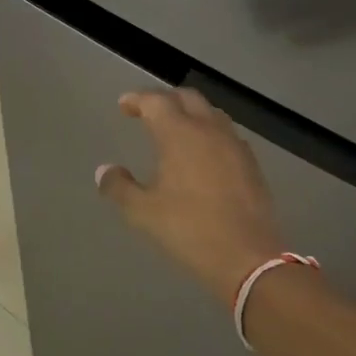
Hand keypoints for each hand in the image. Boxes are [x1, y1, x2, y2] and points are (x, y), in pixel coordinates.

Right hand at [95, 89, 285, 303]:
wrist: (248, 257)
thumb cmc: (189, 230)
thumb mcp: (143, 213)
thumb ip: (119, 187)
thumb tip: (104, 170)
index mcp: (180, 134)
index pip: (156, 101)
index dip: (137, 99)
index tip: (124, 105)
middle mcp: (209, 130)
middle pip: (187, 98)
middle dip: (165, 99)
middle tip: (147, 112)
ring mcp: (234, 145)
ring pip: (210, 113)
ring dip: (190, 112)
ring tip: (175, 129)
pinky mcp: (251, 163)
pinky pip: (226, 133)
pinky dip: (209, 132)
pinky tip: (203, 154)